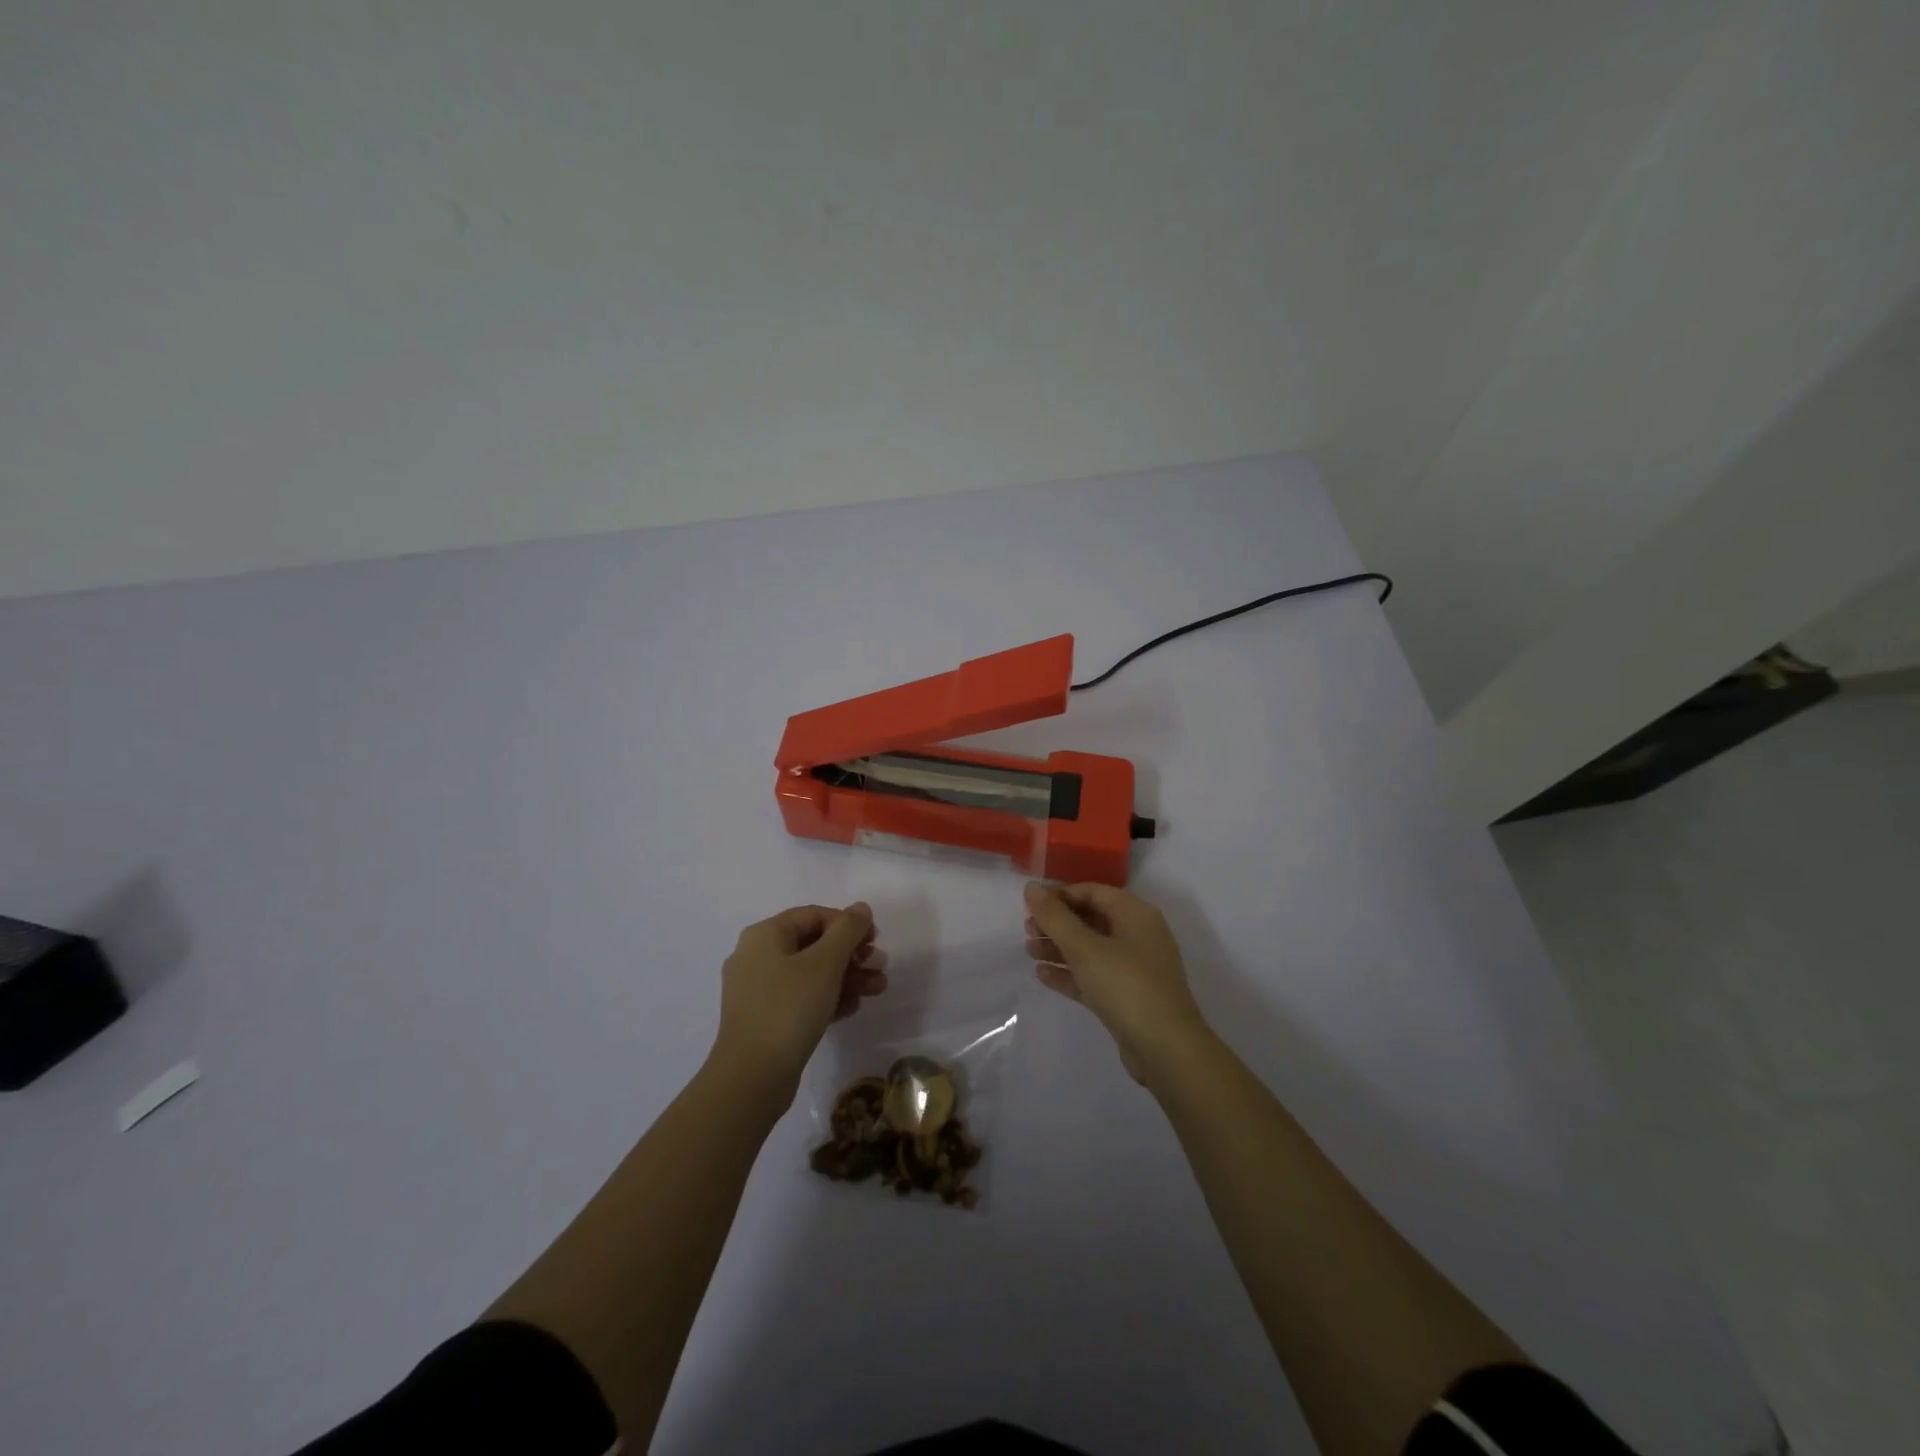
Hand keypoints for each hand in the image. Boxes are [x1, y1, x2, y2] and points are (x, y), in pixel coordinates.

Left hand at [714, 903, 886, 1098]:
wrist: (752, 1077)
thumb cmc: (789, 1008)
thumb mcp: (825, 963)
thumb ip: (847, 930)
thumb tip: (861, 907)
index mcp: (765, 936)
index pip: (813, 916)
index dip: (847, 923)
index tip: (875, 941)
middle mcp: (756, 957)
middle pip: (813, 944)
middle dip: (851, 954)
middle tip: (880, 966)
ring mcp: (758, 990)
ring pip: (810, 973)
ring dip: (846, 977)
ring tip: (878, 989)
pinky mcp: (764, 1019)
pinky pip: (801, 998)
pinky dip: (828, 998)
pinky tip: (854, 1007)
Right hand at [1024, 882, 1211, 1084]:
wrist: (1166, 1050)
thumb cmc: (1126, 986)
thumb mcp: (1085, 949)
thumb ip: (1055, 917)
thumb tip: (1031, 888)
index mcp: (1135, 914)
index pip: (1092, 892)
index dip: (1060, 895)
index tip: (1029, 905)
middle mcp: (1137, 935)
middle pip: (1091, 919)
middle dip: (1057, 923)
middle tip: (1027, 931)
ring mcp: (1134, 968)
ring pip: (1090, 949)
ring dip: (1059, 948)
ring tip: (1029, 951)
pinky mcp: (1128, 997)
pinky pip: (1094, 975)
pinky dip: (1071, 973)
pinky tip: (1043, 975)